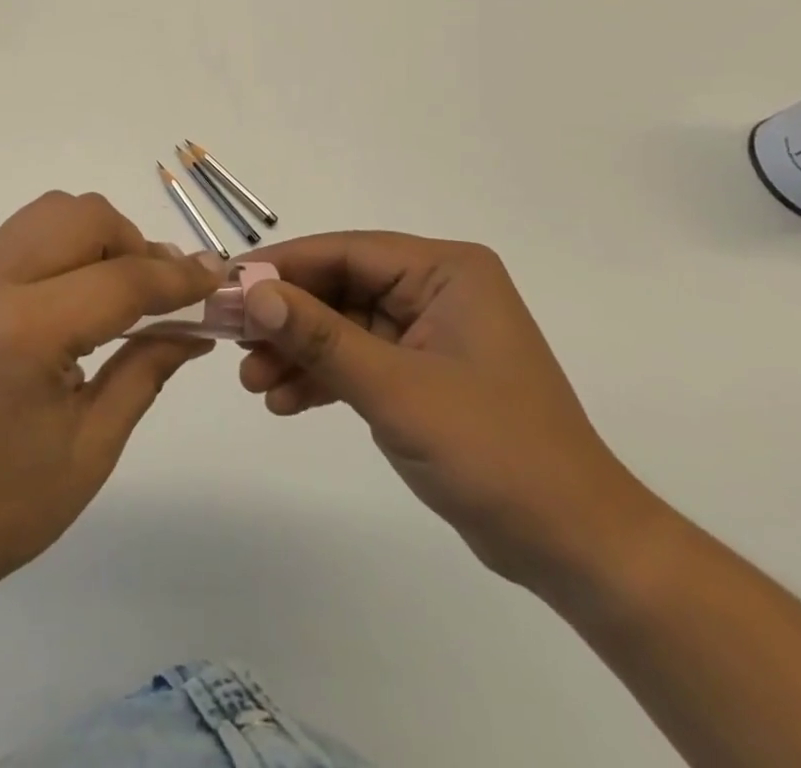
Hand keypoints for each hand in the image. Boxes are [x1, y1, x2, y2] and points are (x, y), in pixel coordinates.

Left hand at [0, 192, 218, 594]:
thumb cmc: (4, 506)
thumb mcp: (93, 445)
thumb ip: (148, 368)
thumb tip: (198, 327)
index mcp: (25, 331)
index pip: (122, 277)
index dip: (180, 278)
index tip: (218, 282)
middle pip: (85, 217)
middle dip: (135, 245)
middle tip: (160, 296)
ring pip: (53, 211)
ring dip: (100, 237)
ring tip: (120, 291)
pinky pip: (26, 233)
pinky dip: (66, 245)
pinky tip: (79, 295)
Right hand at [237, 232, 660, 593]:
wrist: (573, 547)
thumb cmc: (493, 451)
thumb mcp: (395, 389)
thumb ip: (319, 337)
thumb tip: (252, 291)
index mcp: (445, 270)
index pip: (346, 251)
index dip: (283, 266)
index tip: (227, 285)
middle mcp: (436, 289)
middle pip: (338, 287)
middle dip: (286, 319)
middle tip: (231, 340)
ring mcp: (427, 332)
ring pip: (341, 325)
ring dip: (297, 352)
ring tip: (251, 382)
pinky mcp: (420, 371)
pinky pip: (357, 359)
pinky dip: (321, 378)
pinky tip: (283, 401)